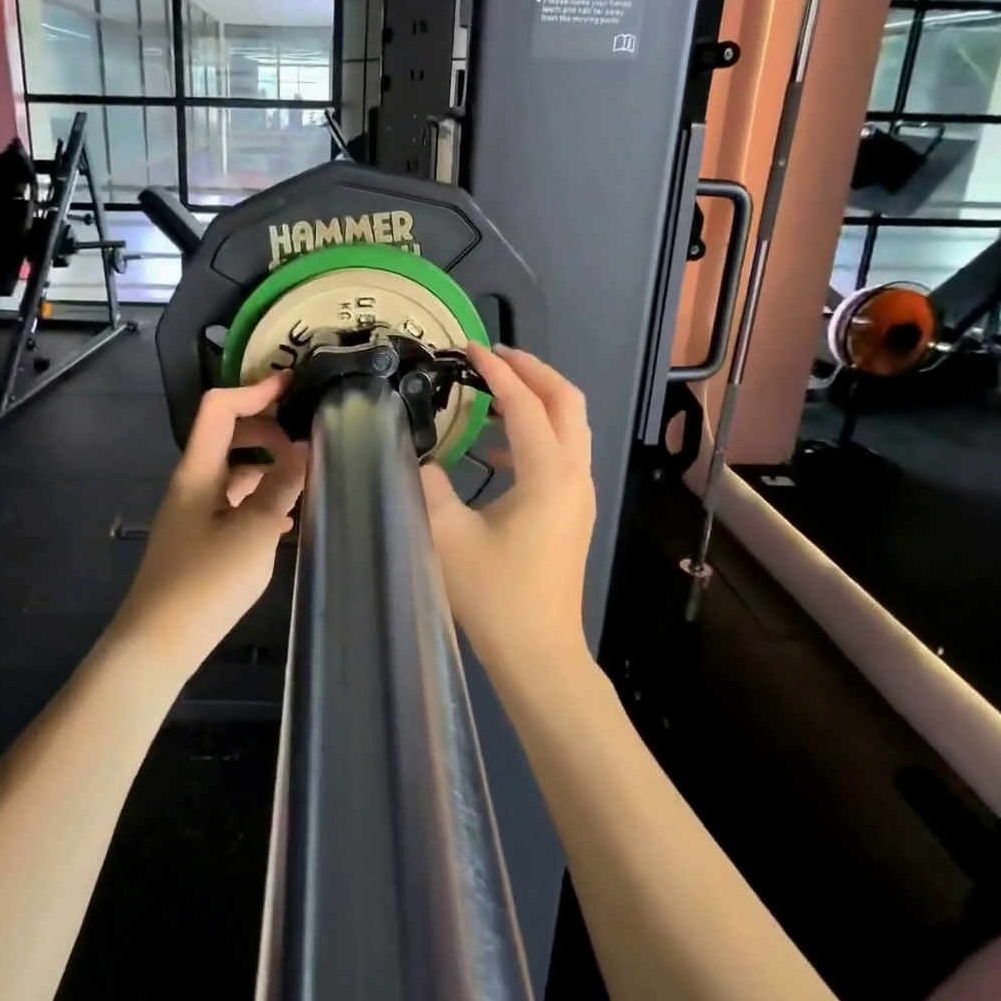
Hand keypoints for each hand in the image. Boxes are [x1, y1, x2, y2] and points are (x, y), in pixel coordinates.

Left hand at [115, 374, 306, 672]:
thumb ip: (281, 486)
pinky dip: (259, 498)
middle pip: (228, 435)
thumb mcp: (255, 531)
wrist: (157, 643)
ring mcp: (193, 511)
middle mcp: (192, 482)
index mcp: (199, 470)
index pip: (220, 408)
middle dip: (267, 430)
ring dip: (267, 467)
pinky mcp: (198, 537)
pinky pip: (232, 501)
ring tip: (306, 480)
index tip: (293, 385)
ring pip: (233, 471)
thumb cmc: (206, 582)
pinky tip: (285, 520)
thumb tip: (304, 448)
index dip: (255, 390)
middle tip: (306, 444)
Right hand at [419, 344, 595, 686]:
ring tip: (495, 389)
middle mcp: (574, 476)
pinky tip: (495, 449)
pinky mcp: (573, 512)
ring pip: (570, 426)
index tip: (468, 347)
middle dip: (533, 370)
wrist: (539, 654)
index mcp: (550, 475)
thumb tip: (420, 455)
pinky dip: (535, 434)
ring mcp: (579, 495)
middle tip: (493, 356)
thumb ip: (429, 484)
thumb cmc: (495, 595)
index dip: (497, 371)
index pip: (526, 404)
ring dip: (537, 399)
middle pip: (568, 402)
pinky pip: (561, 453)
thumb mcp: (448, 535)